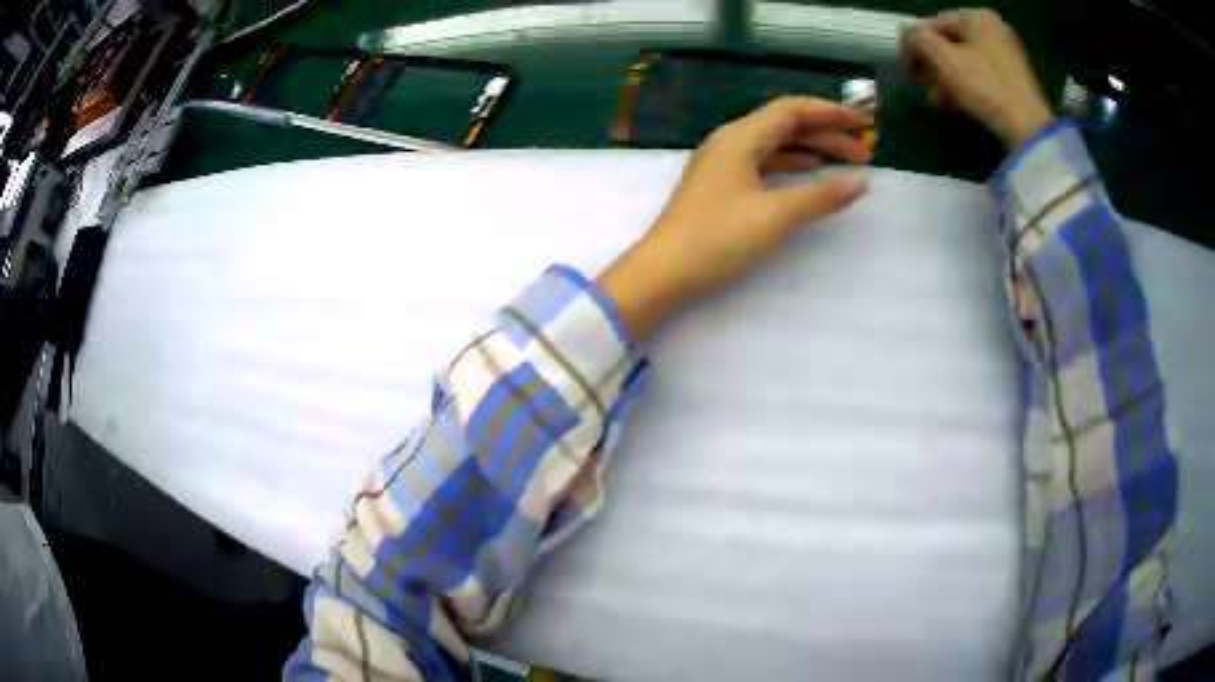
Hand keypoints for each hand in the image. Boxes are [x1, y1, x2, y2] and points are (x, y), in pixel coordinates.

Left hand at [598, 96, 871, 339]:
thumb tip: (860, 182)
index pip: (792, 110)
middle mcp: (731, 142)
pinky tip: (811, 174)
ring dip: (813, 150)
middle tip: (865, 150)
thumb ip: (821, 196)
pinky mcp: (722, 186)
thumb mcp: (776, 216)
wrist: (664, 273)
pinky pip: (765, 164)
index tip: (863, 123)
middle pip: (786, 125)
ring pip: (777, 145)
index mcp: (740, 137)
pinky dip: (793, 166)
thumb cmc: (719, 239)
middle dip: (827, 133)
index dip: (831, 113)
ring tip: (848, 163)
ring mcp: (724, 164)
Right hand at [900, 9, 1053, 147]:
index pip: (935, 23)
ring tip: (937, 99)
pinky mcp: (1014, 81)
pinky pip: (981, 75)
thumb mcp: (944, 59)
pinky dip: (966, 86)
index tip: (903, 65)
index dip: (915, 43)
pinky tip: (956, 103)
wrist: (1029, 129)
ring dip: (946, 78)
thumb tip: (905, 32)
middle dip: (932, 64)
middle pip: (951, 43)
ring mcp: (1007, 55)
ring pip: (965, 61)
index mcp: (978, 18)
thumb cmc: (986, 87)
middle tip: (918, 83)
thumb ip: (918, 38)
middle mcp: (994, 30)